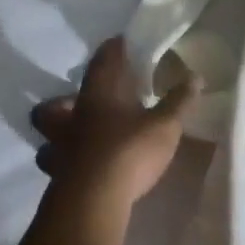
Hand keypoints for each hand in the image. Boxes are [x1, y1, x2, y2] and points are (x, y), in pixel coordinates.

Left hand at [29, 38, 196, 207]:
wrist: (93, 201)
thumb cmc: (129, 151)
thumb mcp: (165, 125)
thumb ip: (179, 101)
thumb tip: (195, 76)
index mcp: (97, 97)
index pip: (101, 63)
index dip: (111, 50)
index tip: (121, 43)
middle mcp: (72, 120)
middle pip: (51, 107)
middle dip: (62, 104)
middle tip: (81, 105)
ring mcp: (60, 151)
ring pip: (48, 139)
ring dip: (59, 137)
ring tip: (80, 141)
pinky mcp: (60, 180)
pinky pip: (58, 167)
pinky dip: (68, 165)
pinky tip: (85, 170)